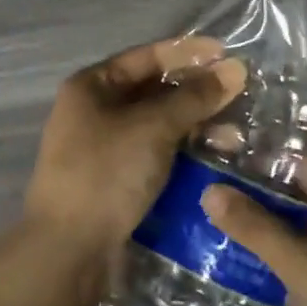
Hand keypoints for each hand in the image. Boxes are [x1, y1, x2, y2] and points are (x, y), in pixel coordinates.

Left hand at [24, 36, 245, 264]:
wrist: (67, 253)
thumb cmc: (106, 173)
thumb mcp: (154, 127)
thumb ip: (195, 97)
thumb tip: (235, 68)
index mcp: (92, 86)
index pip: (147, 56)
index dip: (188, 52)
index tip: (226, 53)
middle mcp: (94, 110)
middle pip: (154, 90)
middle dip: (196, 92)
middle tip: (238, 95)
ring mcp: (103, 147)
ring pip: (157, 125)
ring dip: (194, 125)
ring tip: (234, 135)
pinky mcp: (115, 180)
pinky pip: (155, 153)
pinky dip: (182, 152)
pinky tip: (213, 158)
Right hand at [202, 157, 306, 305]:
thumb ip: (258, 229)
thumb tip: (210, 191)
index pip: (302, 166)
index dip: (263, 159)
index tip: (217, 155)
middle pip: (295, 203)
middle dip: (253, 200)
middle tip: (198, 192)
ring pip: (294, 242)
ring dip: (258, 239)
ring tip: (202, 228)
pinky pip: (298, 279)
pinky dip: (271, 276)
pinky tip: (231, 276)